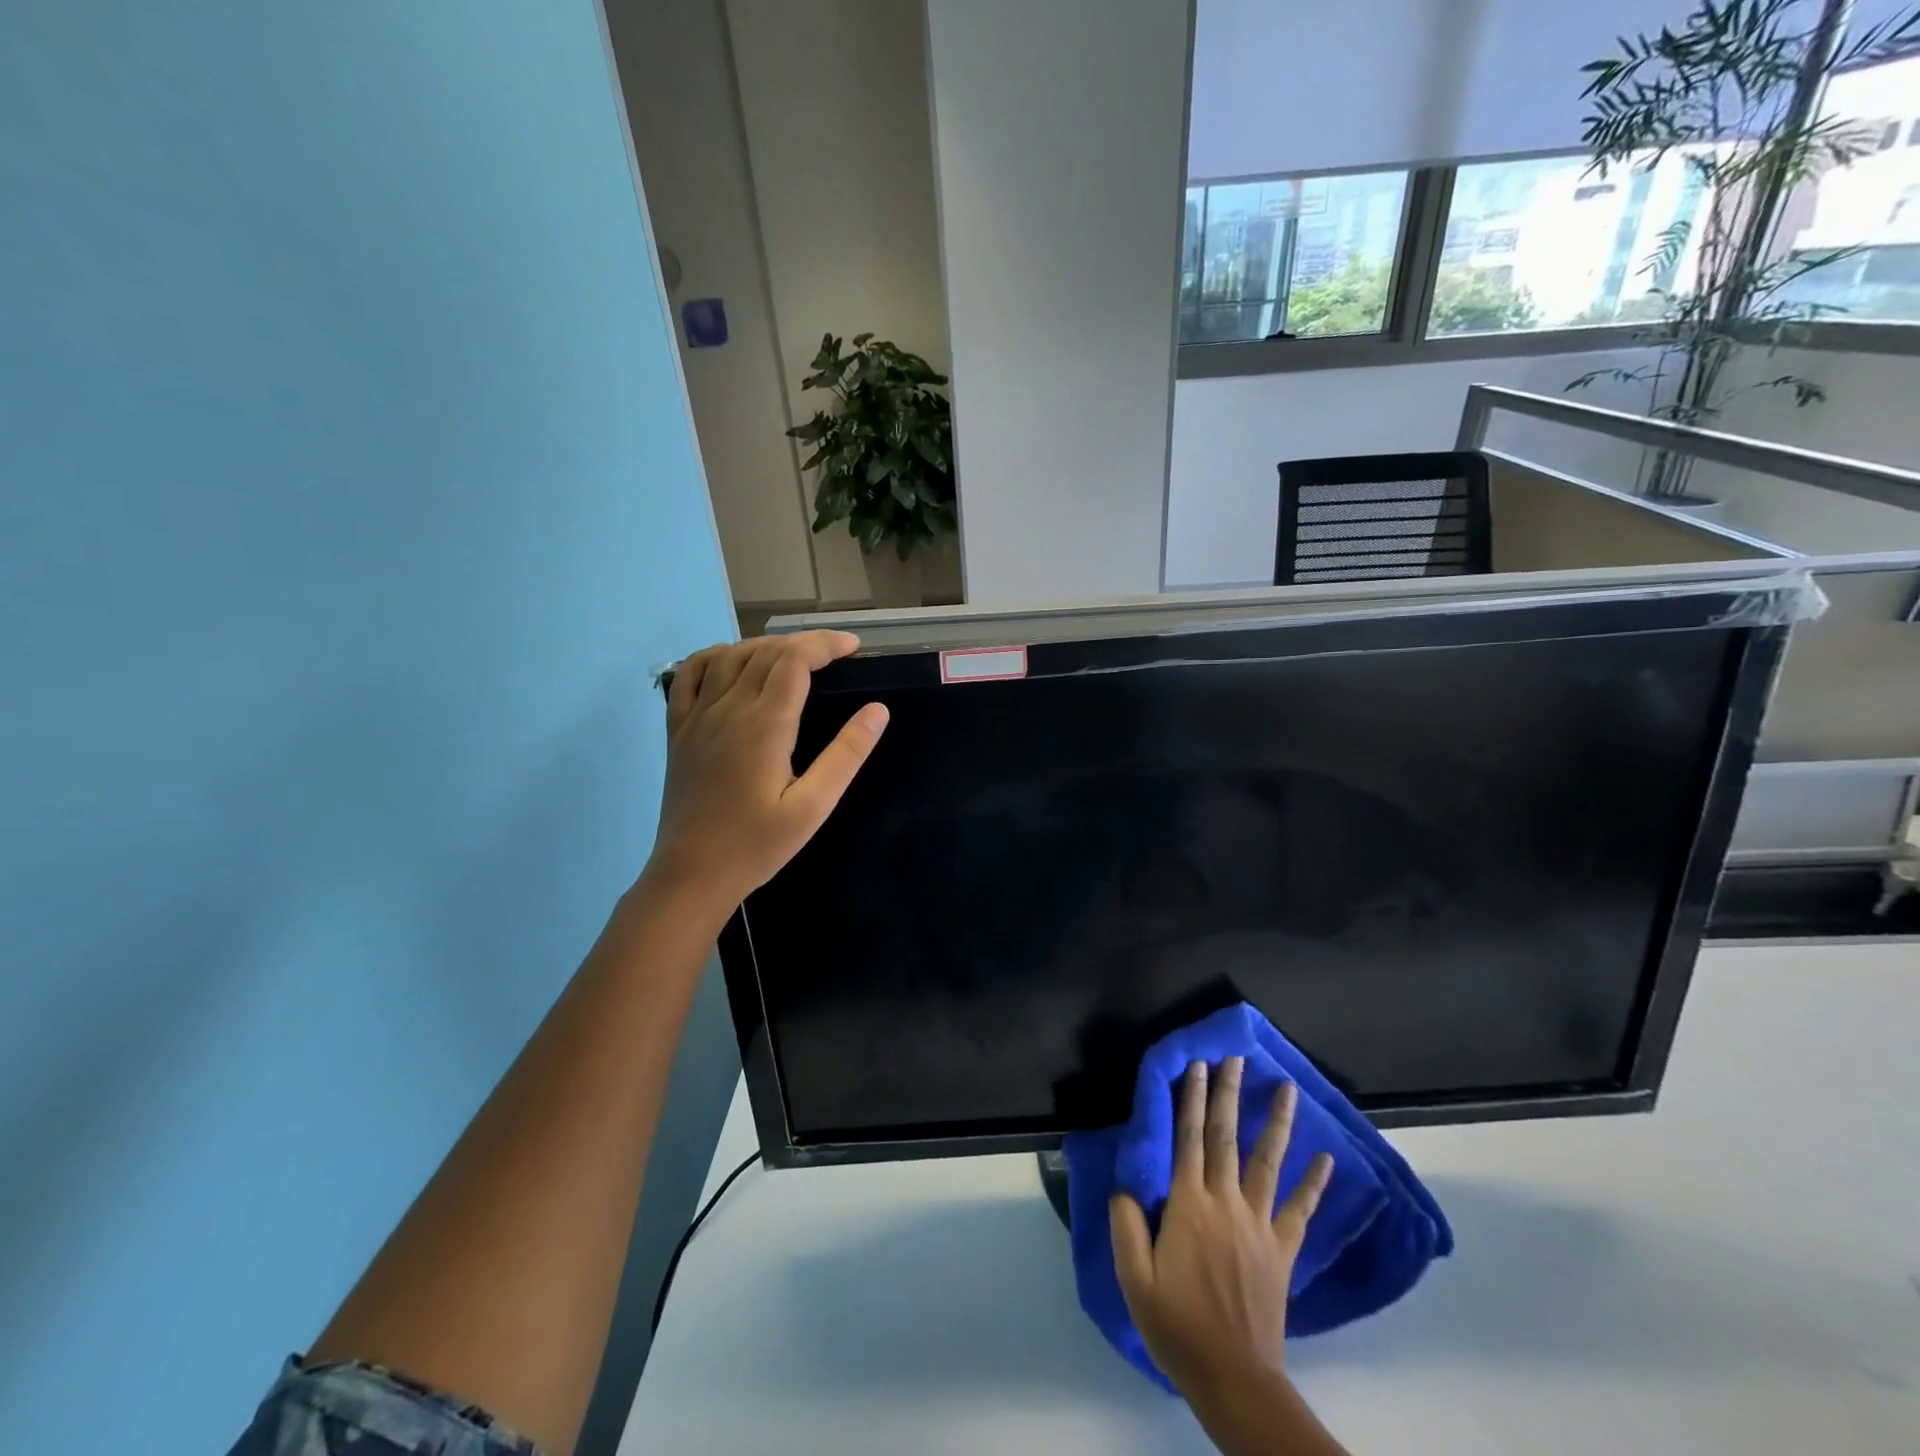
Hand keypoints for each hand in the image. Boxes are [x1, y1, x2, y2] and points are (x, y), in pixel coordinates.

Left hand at [643, 631, 887, 917]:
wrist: (692, 874)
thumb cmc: (757, 846)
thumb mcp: (813, 807)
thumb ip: (846, 755)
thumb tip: (878, 710)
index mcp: (764, 725)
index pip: (795, 660)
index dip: (825, 644)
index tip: (853, 647)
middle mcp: (727, 709)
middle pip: (766, 652)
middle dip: (804, 643)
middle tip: (834, 654)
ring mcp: (697, 716)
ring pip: (730, 656)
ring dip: (765, 646)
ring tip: (794, 656)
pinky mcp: (678, 730)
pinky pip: (690, 675)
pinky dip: (714, 656)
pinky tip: (732, 662)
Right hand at [1110, 1057, 1332, 1407]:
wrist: (1234, 1379)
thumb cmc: (1176, 1326)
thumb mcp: (1134, 1278)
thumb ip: (1126, 1224)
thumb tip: (1126, 1185)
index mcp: (1188, 1206)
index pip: (1187, 1139)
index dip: (1191, 1099)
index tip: (1197, 1065)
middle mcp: (1225, 1203)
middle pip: (1225, 1137)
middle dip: (1228, 1094)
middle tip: (1234, 1058)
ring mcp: (1259, 1225)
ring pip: (1267, 1161)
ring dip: (1275, 1122)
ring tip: (1285, 1087)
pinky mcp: (1281, 1249)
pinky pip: (1300, 1209)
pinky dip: (1314, 1182)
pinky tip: (1326, 1158)